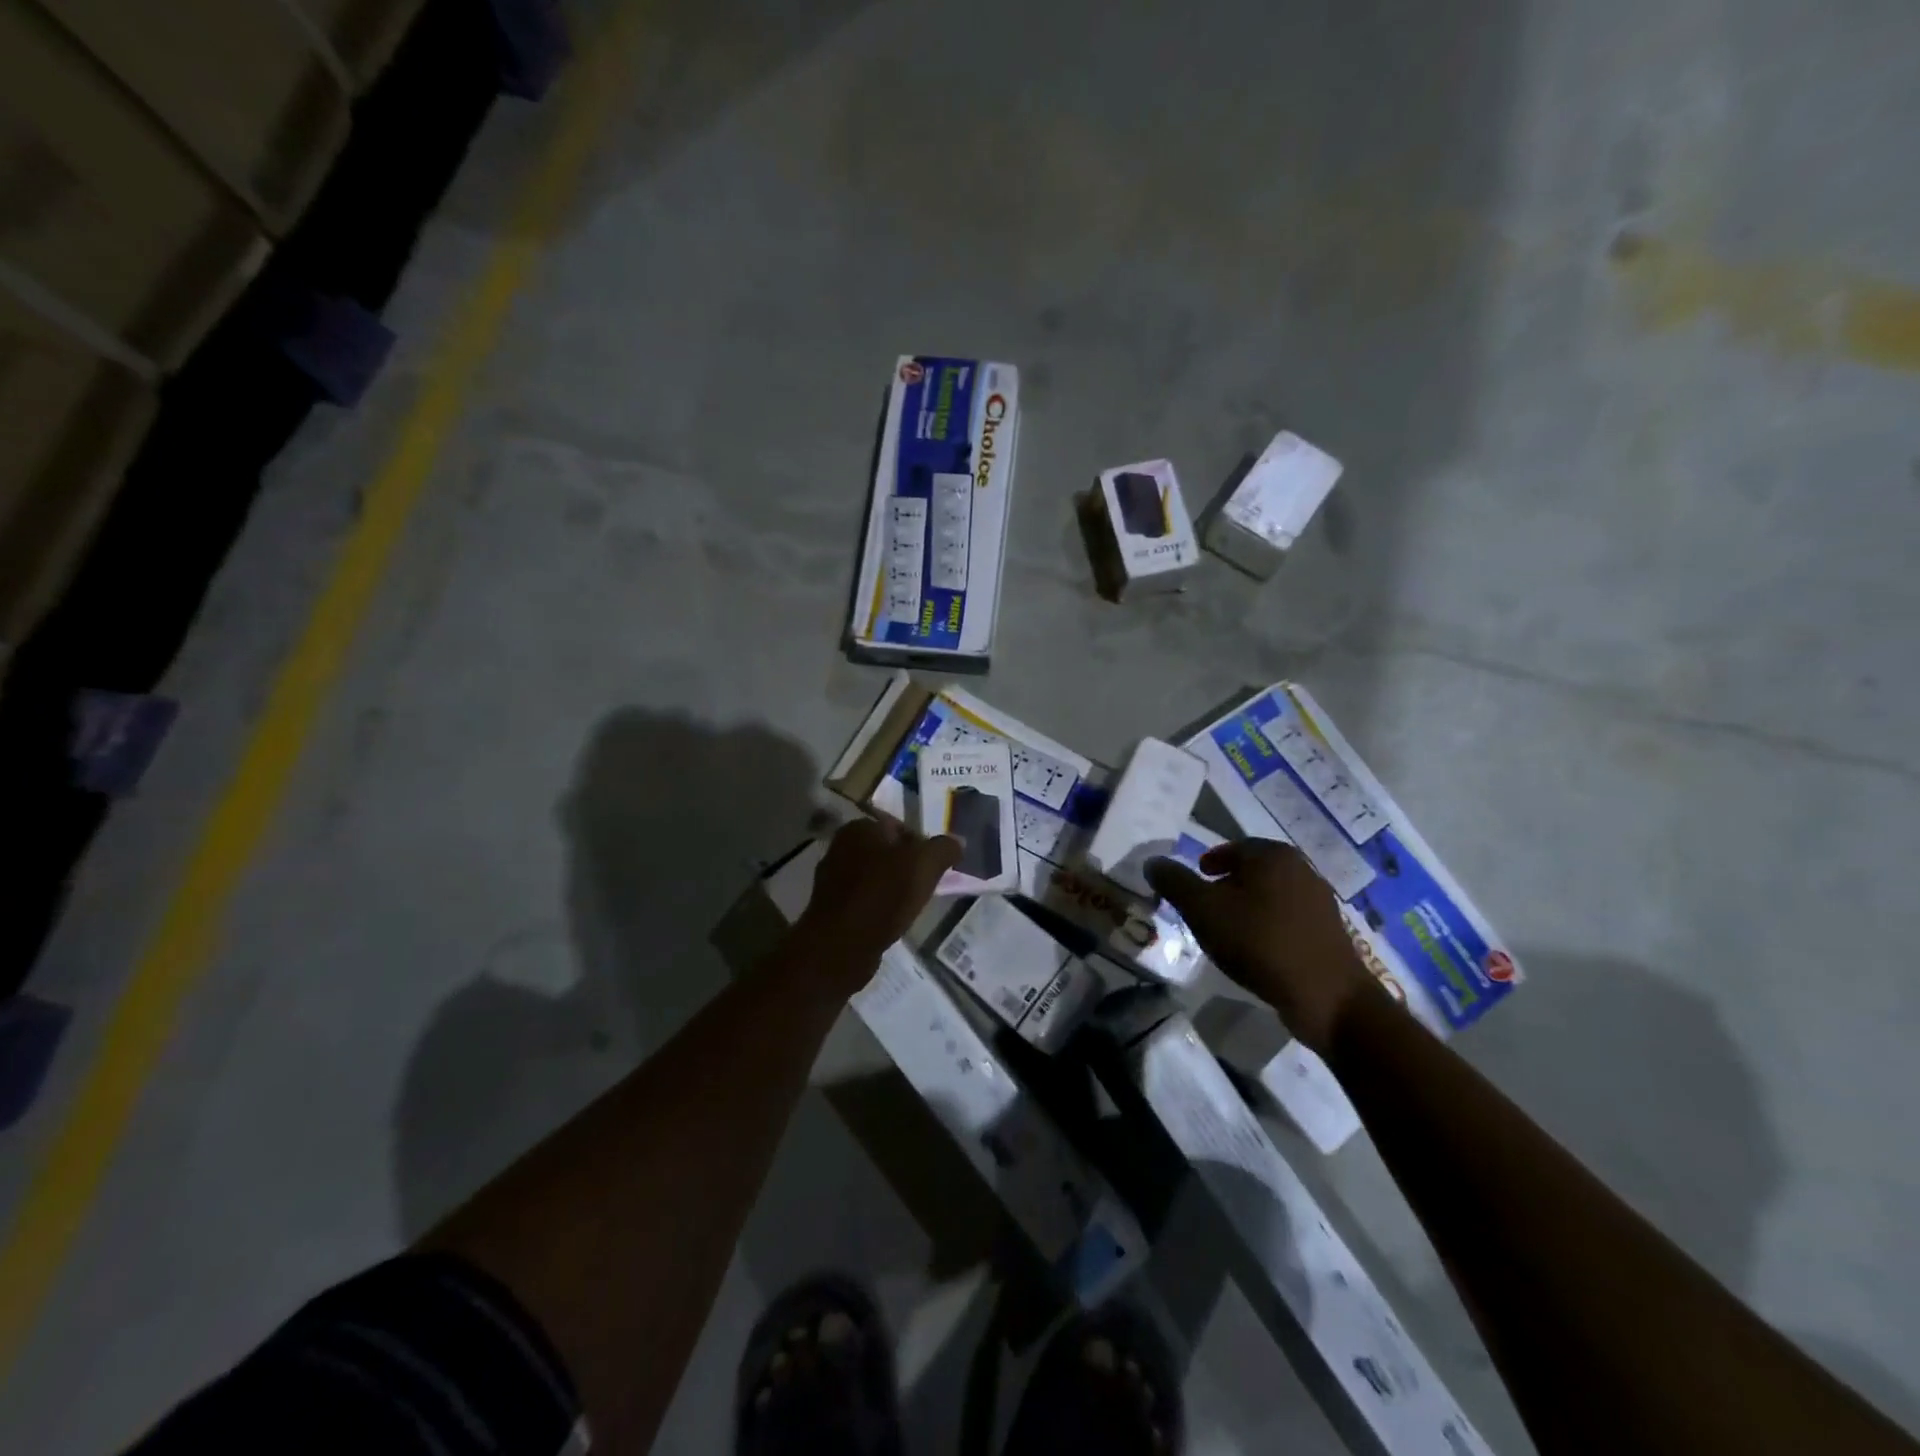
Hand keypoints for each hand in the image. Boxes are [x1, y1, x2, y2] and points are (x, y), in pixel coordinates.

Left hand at [793, 816, 961, 976]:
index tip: (935, 867)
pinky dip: (878, 906)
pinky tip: (890, 921)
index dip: (921, 845)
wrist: (841, 946)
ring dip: (893, 888)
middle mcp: (840, 846)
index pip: (899, 826)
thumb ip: (944, 849)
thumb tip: (958, 842)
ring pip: (875, 876)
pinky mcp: (830, 906)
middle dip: (907, 866)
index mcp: (859, 827)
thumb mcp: (925, 865)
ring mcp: (832, 877)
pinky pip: (864, 899)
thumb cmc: (883, 895)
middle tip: (926, 886)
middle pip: (886, 852)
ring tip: (911, 905)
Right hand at [1146, 838, 1379, 1053]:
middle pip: (1252, 871)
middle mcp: (1300, 868)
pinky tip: (1256, 951)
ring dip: (1247, 908)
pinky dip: (1267, 927)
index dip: (1206, 864)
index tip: (1192, 886)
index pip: (1230, 848)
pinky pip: (1287, 919)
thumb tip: (1153, 862)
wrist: (1328, 997)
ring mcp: (1319, 900)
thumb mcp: (1203, 911)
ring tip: (1227, 933)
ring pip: (1270, 895)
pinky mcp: (1328, 931)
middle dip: (1226, 886)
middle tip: (1204, 909)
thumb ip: (1175, 883)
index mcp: (1272, 855)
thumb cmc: (1260, 943)